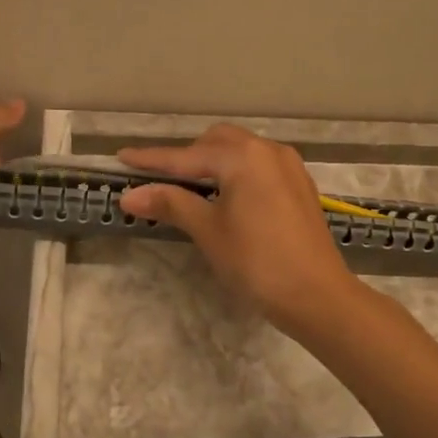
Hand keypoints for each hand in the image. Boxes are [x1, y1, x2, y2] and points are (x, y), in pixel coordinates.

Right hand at [118, 125, 363, 337]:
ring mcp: (288, 166)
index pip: (186, 156)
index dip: (152, 160)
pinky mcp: (299, 185)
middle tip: (159, 179)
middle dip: (186, 157)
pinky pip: (258, 166)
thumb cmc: (256, 262)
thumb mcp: (208, 231)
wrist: (317, 295)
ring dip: (212, 162)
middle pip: (216, 142)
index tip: (121, 158)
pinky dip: (235, 172)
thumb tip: (130, 196)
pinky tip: (227, 195)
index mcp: (242, 156)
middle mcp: (267, 150)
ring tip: (190, 187)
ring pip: (240, 151)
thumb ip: (171, 204)